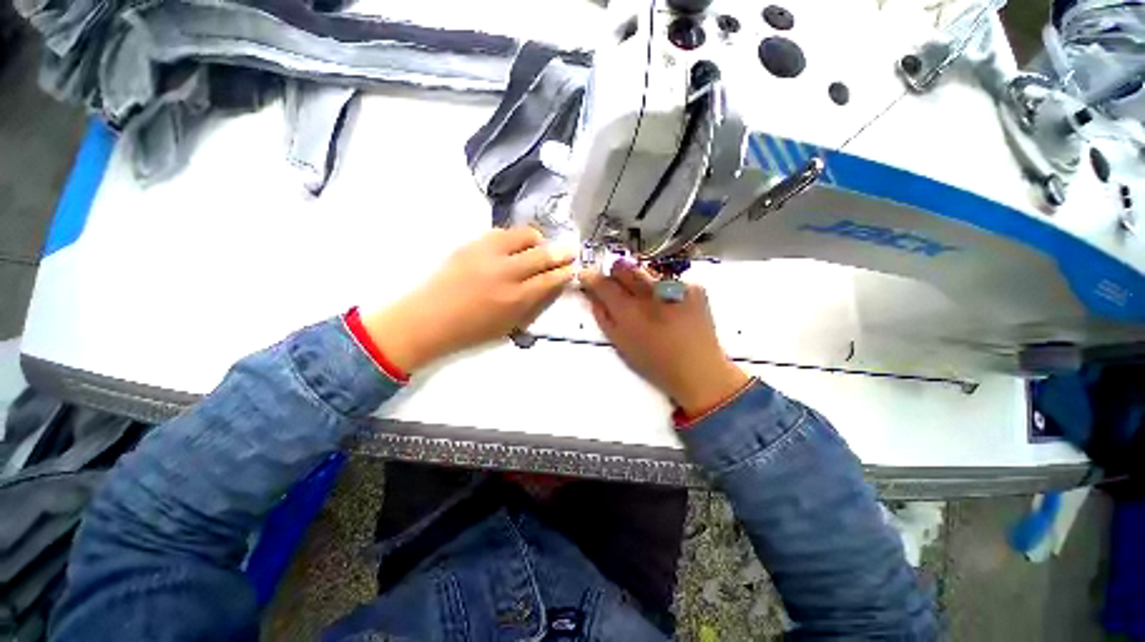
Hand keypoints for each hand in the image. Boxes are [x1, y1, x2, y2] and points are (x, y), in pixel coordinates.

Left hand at [363, 227, 575, 371]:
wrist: (428, 319)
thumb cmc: (471, 331)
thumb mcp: (509, 326)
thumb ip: (533, 305)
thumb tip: (551, 287)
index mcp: (516, 298)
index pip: (550, 280)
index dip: (564, 273)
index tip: (573, 268)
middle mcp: (506, 272)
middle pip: (542, 255)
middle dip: (560, 253)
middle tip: (569, 251)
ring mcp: (487, 254)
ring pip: (523, 236)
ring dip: (537, 240)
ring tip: (540, 245)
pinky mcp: (471, 244)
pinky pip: (501, 233)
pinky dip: (514, 237)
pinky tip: (514, 245)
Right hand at [581, 263, 748, 415]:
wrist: (699, 369)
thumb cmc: (655, 362)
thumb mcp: (621, 344)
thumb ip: (603, 317)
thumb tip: (593, 296)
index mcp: (629, 311)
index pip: (602, 282)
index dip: (591, 277)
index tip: (588, 276)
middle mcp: (650, 293)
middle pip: (623, 266)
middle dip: (615, 273)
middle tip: (619, 287)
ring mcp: (674, 287)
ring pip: (646, 270)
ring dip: (641, 281)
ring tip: (650, 301)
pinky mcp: (694, 287)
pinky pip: (670, 279)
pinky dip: (665, 289)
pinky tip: (671, 306)